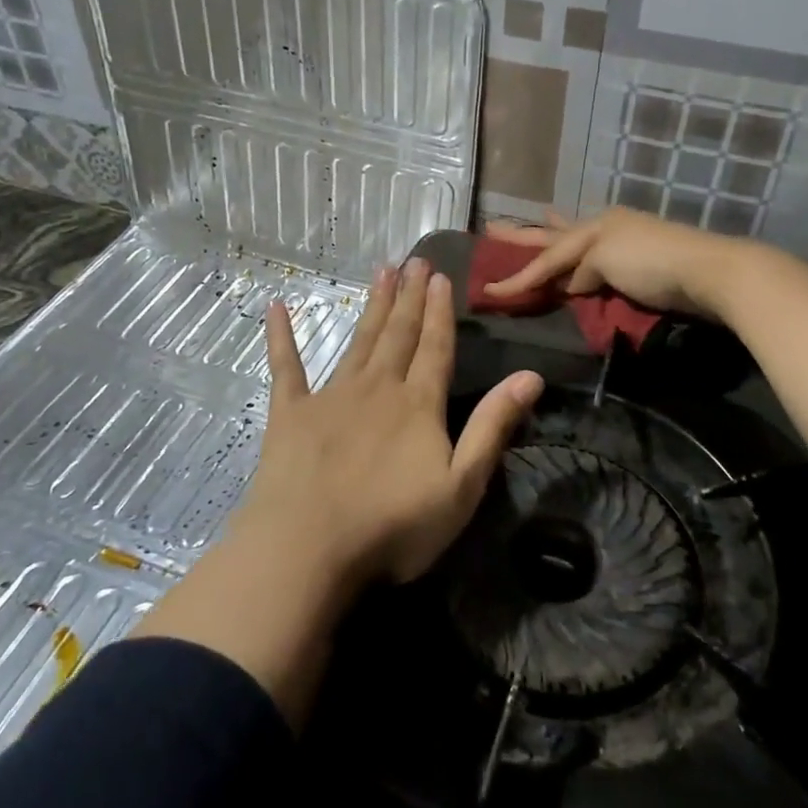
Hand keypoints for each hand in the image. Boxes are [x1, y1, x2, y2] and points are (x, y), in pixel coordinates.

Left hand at [236, 258, 543, 586]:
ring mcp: (330, 396)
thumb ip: (493, 426)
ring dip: (372, 306)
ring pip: (358, 341)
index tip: (439, 276)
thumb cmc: (393, 526)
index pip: (435, 347)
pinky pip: (286, 367)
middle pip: (398, 334)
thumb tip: (531, 375)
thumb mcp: (462, 485)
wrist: (308, 547)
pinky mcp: (290, 413)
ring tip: (381, 271)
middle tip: (414, 260)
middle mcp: (377, 388)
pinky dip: (282, 337)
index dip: (439, 311)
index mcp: (418, 404)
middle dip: (408, 297)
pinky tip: (277, 308)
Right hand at [481, 209, 752, 321]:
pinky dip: (583, 257)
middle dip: (524, 234)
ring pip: (578, 241)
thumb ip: (581, 272)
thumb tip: (571, 285)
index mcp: (593, 227)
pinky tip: (581, 257)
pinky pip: (598, 259)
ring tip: (539, 219)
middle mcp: (603, 230)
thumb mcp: (606, 261)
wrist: (709, 272)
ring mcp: (622, 245)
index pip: (547, 256)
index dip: (517, 274)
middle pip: (555, 236)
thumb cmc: (652, 262)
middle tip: (492, 228)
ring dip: (555, 234)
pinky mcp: (638, 264)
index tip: (488, 288)